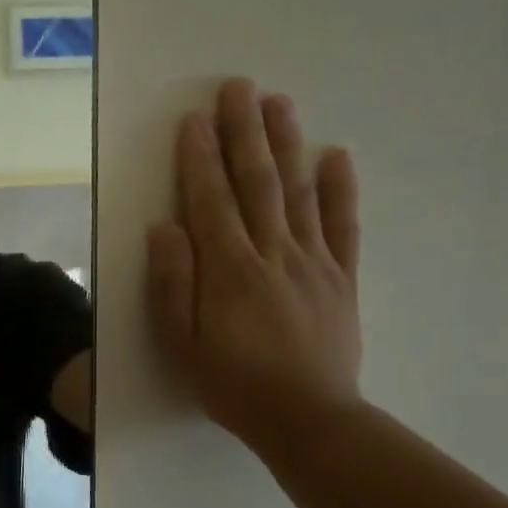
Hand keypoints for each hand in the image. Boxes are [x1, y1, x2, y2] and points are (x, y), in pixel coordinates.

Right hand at [147, 79, 363, 454]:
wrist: (307, 419)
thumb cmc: (232, 384)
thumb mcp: (181, 344)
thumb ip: (173, 284)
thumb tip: (164, 227)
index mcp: (229, 270)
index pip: (211, 201)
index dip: (200, 158)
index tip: (194, 119)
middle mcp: (272, 254)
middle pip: (257, 183)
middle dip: (244, 133)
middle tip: (239, 88)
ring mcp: (312, 263)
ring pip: (298, 193)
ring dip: (288, 145)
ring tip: (280, 103)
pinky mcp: (342, 279)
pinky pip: (342, 226)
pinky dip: (341, 190)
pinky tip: (338, 156)